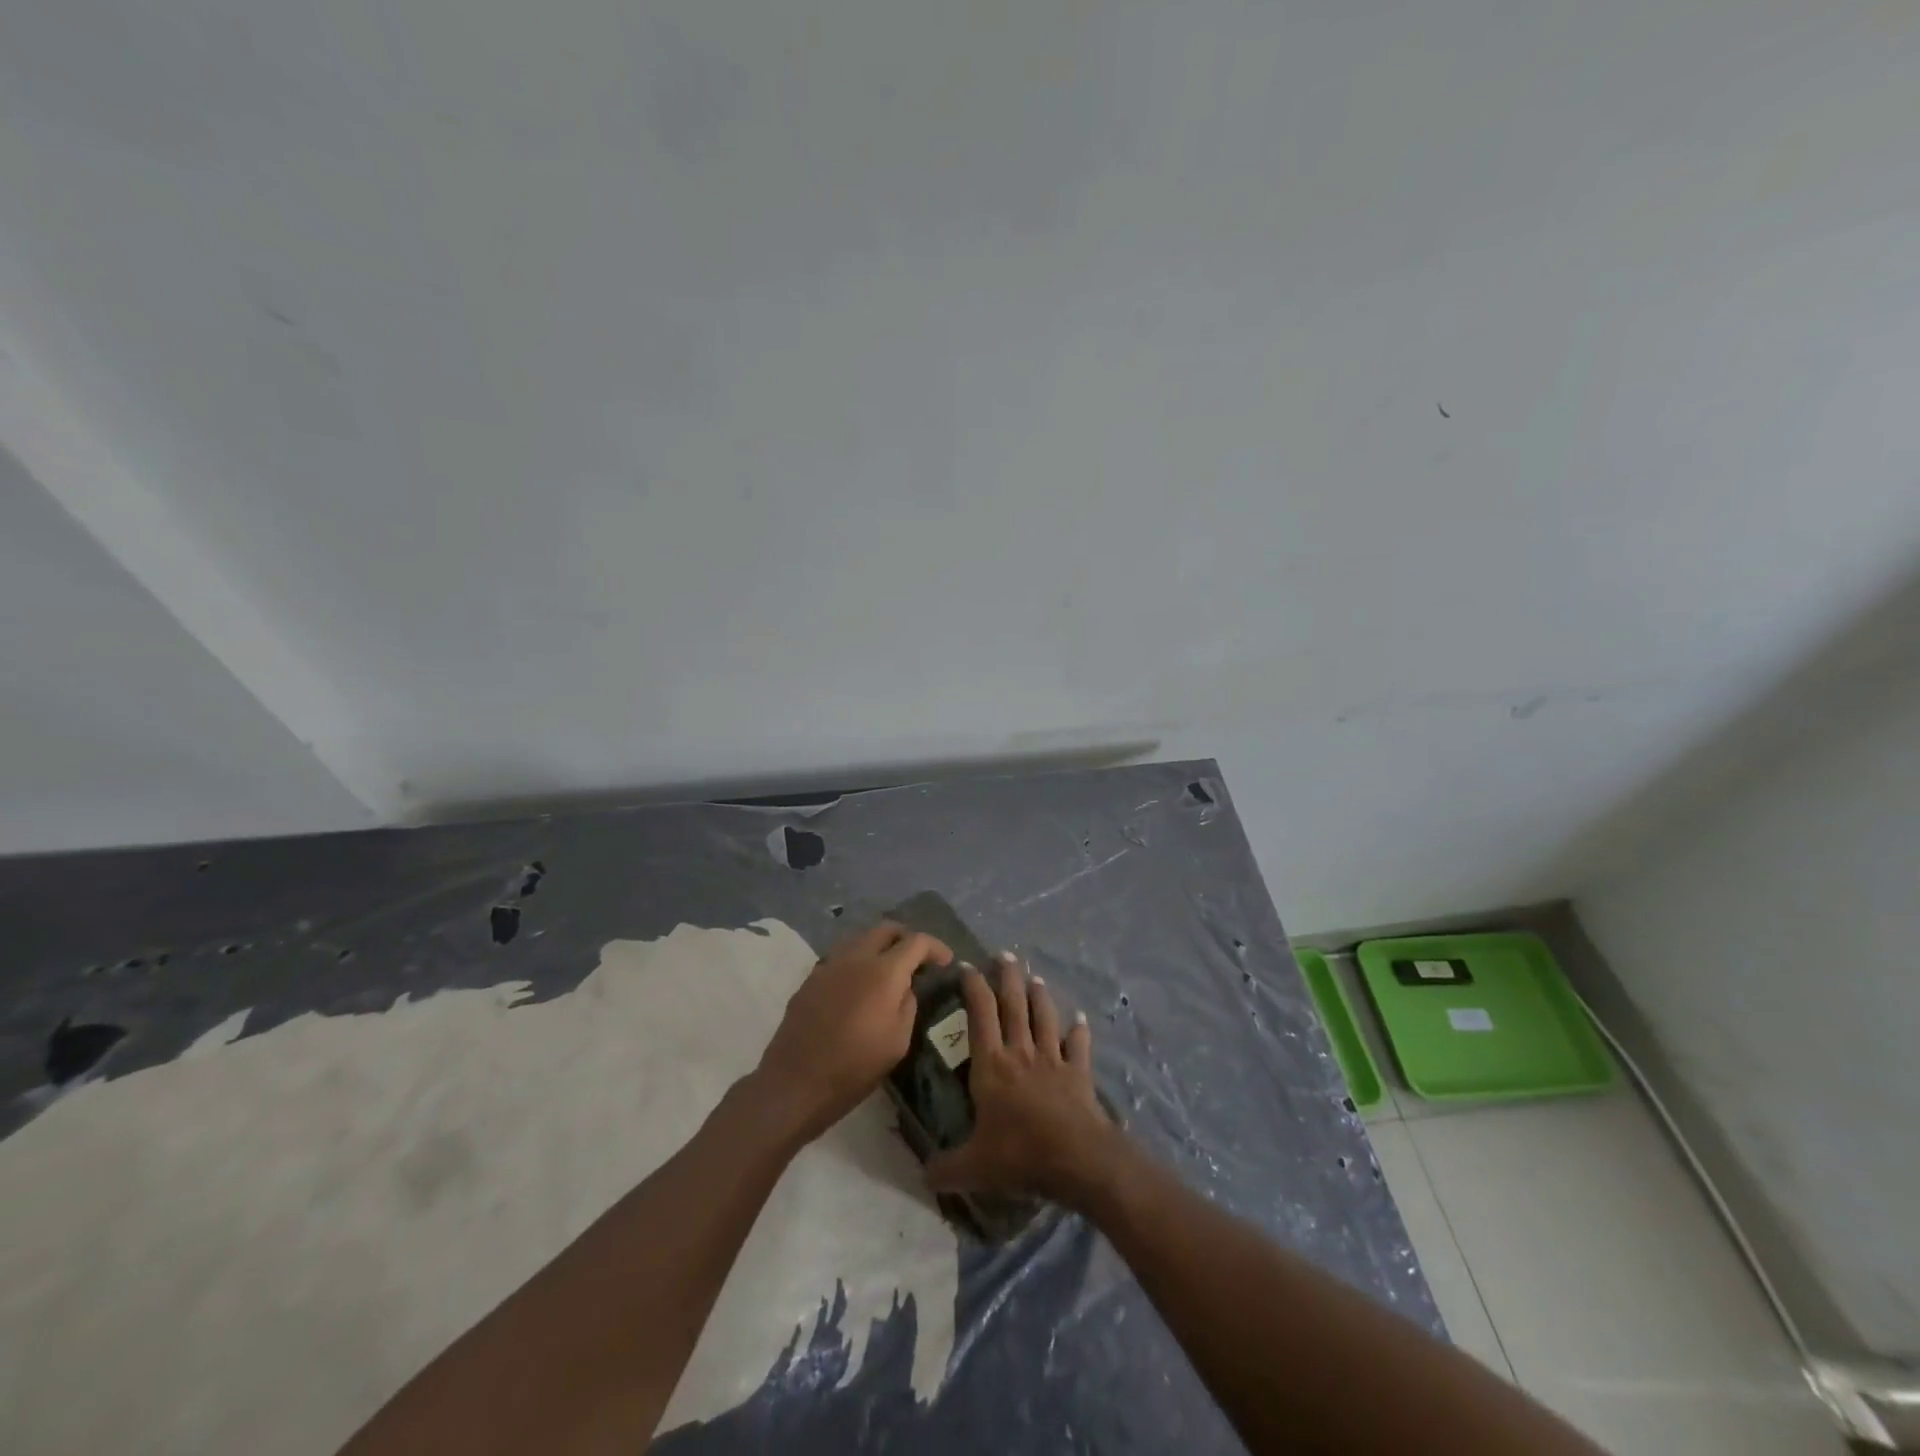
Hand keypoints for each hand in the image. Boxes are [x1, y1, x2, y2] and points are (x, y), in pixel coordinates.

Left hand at [753, 920, 952, 1143]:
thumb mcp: (898, 1041)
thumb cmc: (854, 1067)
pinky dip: (859, 960)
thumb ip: (908, 1004)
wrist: (795, 1082)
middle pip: (887, 928)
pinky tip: (861, 985)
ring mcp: (830, 964)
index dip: (936, 947)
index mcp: (883, 971)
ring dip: (881, 946)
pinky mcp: (812, 977)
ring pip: (861, 937)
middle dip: (907, 937)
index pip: (916, 941)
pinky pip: (842, 956)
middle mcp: (856, 957)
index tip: (946, 962)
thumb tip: (906, 986)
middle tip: (918, 959)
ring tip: (890, 969)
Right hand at [925, 953, 1125, 1210]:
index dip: (973, 987)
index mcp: (991, 1066)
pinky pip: (1078, 1046)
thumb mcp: (973, 1168)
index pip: (980, 1015)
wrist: (1077, 1159)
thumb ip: (946, 1168)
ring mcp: (1052, 1060)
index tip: (967, 965)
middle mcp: (1021, 1053)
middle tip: (1005, 954)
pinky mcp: (1078, 1073)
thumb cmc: (1019, 1155)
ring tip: (1036, 977)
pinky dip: (1079, 1031)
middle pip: (1014, 1005)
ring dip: (1040, 995)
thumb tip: (921, 1175)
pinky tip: (1081, 1019)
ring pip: (1044, 1017)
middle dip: (1008, 977)